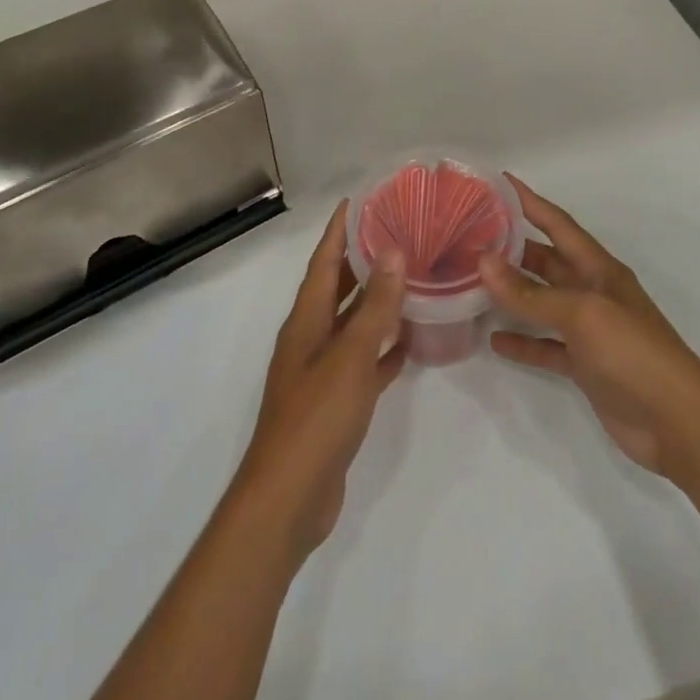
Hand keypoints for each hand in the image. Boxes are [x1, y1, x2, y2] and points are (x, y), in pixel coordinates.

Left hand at [232, 202, 405, 565]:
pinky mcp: (335, 403)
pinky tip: (408, 342)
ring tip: (410, 279)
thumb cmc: (317, 417)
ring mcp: (321, 372)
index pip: (324, 261)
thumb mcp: (350, 356)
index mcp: (306, 320)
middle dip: (361, 260)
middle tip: (396, 234)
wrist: (289, 499)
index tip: (358, 201)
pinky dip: (382, 349)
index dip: (338, 230)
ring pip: (352, 324)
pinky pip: (362, 362)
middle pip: (337, 288)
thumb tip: (392, 253)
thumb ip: (374, 307)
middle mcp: (310, 338)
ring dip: (376, 303)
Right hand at [480, 176, 699, 477]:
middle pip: (546, 261)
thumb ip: (532, 293)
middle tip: (469, 236)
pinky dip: (523, 342)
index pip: (558, 224)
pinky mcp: (585, 366)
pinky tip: (494, 341)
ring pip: (542, 302)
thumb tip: (483, 262)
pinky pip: (546, 346)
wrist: (678, 424)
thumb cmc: (634, 353)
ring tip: (471, 283)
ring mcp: (589, 330)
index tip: (499, 181)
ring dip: (512, 294)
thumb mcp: (582, 314)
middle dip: (512, 248)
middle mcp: (592, 292)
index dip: (530, 202)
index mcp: (598, 268)